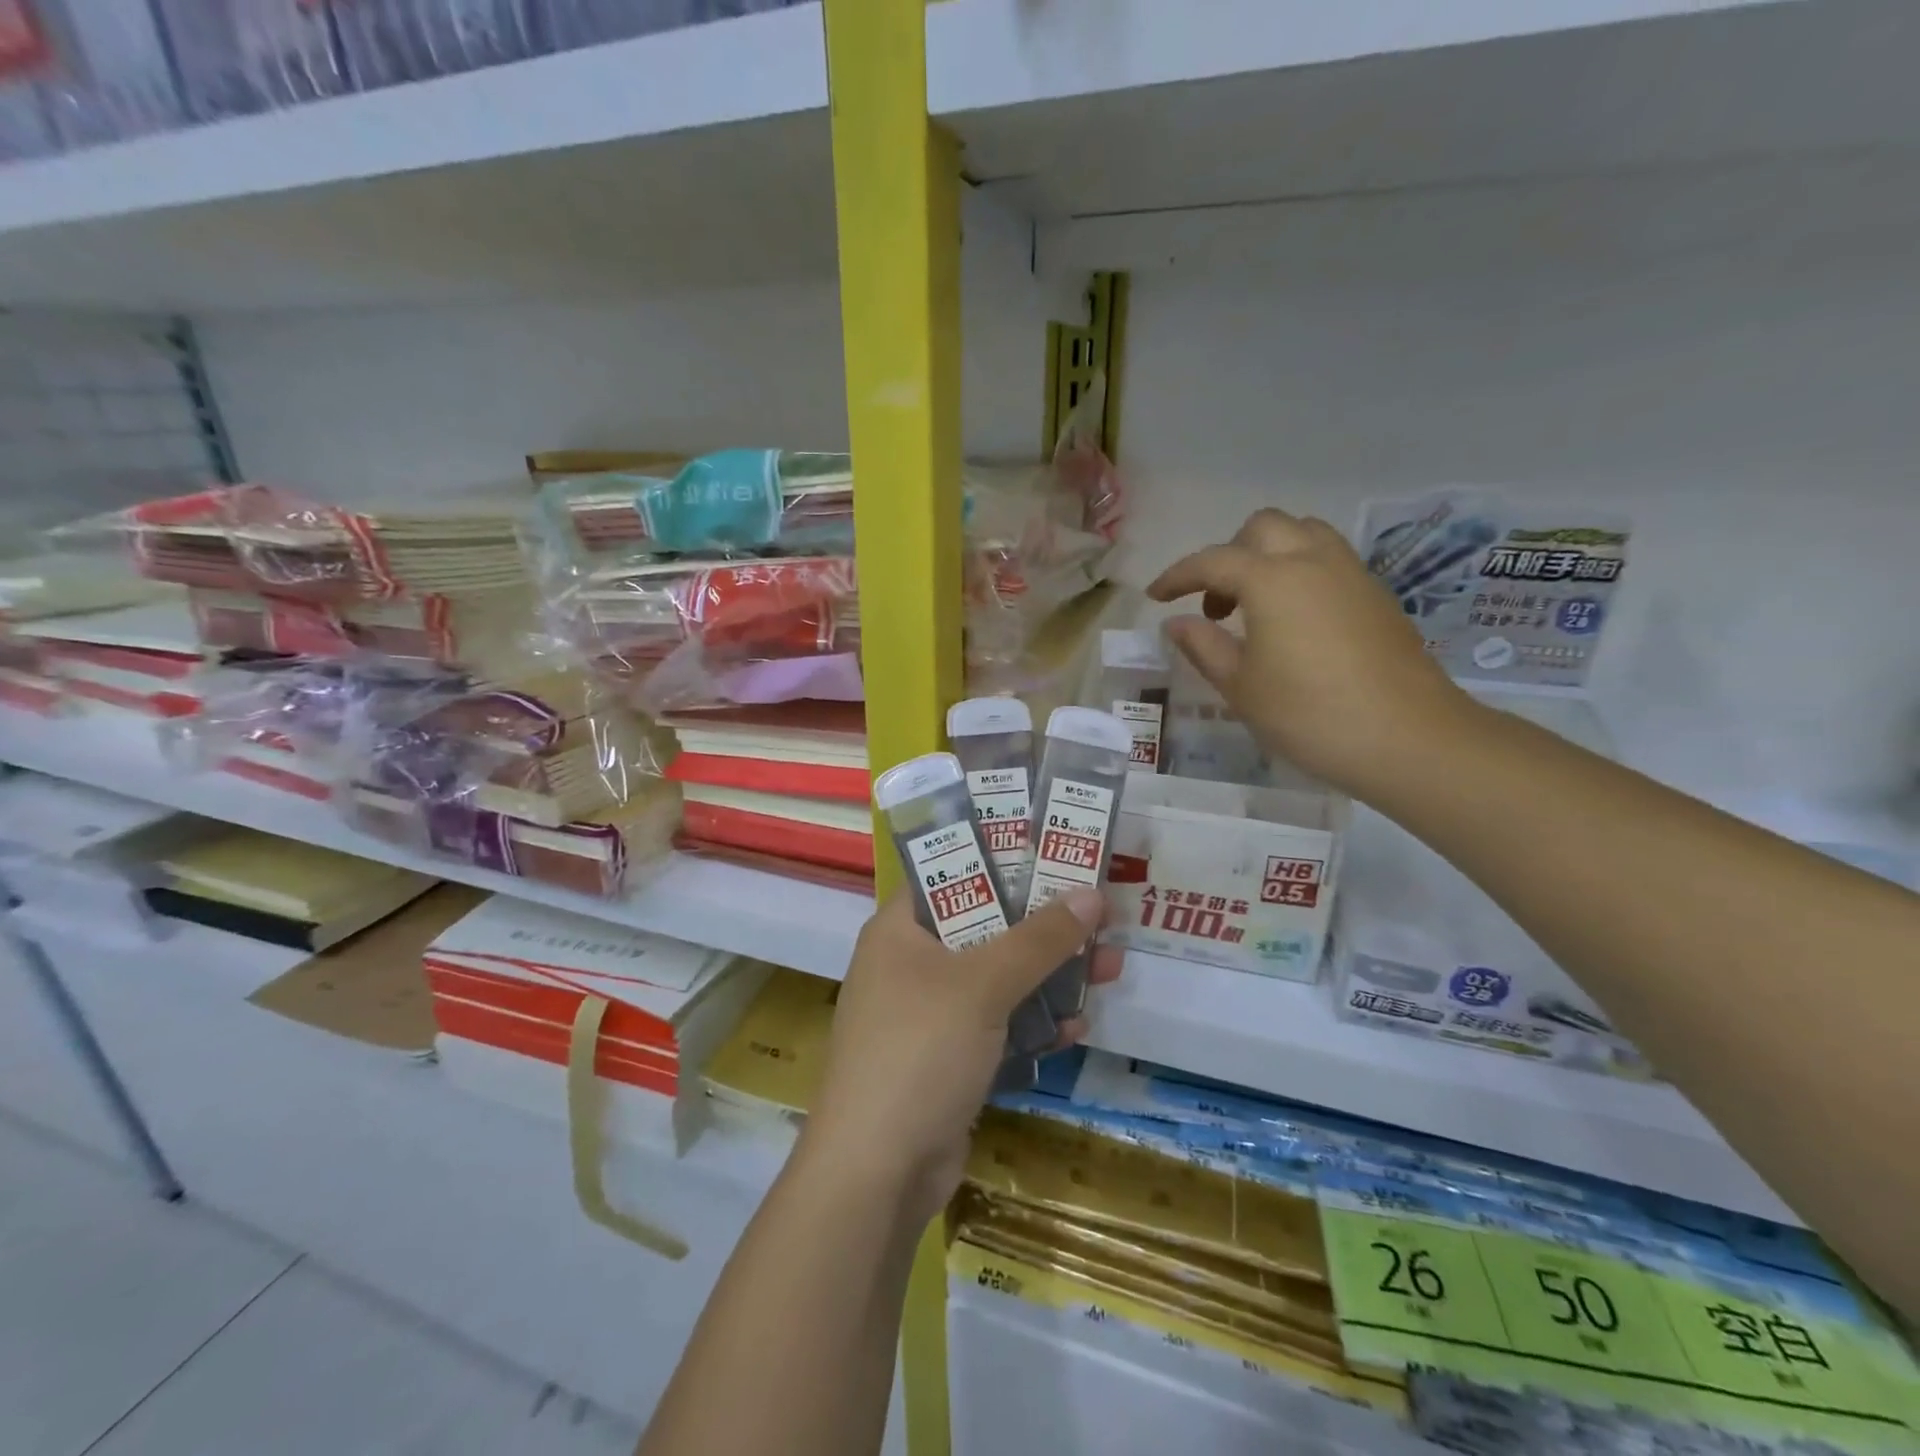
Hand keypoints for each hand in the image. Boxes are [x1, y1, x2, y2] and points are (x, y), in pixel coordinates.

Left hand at [801, 886, 1120, 1227]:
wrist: (877, 1173)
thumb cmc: (920, 1050)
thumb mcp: (982, 984)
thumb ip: (1039, 939)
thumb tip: (1092, 895)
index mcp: (900, 930)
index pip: (952, 875)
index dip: (1003, 861)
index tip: (1056, 856)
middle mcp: (910, 965)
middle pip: (985, 927)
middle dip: (1043, 928)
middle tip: (1099, 917)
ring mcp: (928, 1016)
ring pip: (997, 979)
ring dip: (1049, 977)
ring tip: (1109, 968)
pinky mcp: (947, 1060)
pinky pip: (998, 1026)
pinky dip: (1033, 1024)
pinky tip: (1077, 1027)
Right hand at [1148, 508, 1471, 797]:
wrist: (1408, 738)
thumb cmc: (1309, 714)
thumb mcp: (1241, 687)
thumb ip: (1203, 646)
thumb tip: (1176, 623)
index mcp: (1272, 579)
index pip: (1211, 561)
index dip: (1177, 576)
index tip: (1155, 597)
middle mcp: (1313, 561)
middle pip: (1263, 527)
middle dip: (1228, 554)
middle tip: (1215, 602)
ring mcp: (1352, 574)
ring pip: (1303, 535)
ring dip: (1269, 555)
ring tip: (1255, 605)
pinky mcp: (1377, 596)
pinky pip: (1329, 560)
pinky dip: (1300, 572)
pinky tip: (1294, 621)